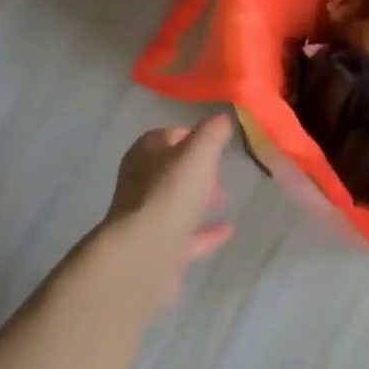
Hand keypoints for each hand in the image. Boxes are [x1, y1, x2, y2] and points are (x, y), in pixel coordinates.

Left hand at [100, 116, 234, 297]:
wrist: (146, 252)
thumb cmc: (171, 193)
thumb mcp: (199, 152)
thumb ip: (213, 132)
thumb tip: (224, 116)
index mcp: (145, 154)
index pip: (168, 135)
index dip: (194, 136)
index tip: (217, 143)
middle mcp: (140, 183)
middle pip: (172, 170)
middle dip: (198, 170)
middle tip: (223, 174)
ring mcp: (147, 217)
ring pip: (177, 202)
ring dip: (199, 200)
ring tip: (226, 200)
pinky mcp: (157, 247)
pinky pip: (186, 234)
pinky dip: (205, 231)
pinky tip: (227, 229)